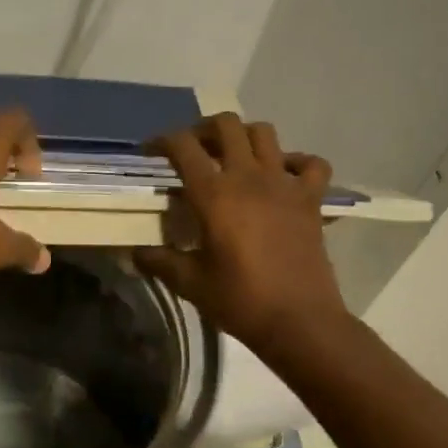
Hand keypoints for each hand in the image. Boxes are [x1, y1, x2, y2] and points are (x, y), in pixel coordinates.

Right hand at [134, 113, 347, 351]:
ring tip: (233, 157)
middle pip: (226, 125)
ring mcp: (285, 184)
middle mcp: (249, 178)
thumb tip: (135, 253)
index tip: (151, 152)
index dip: (163, 141)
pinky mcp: (311, 200)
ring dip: (244, 137)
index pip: (183, 147)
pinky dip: (296, 161)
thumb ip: (160, 261)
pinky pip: (311, 164)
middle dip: (204, 129)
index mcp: (214, 195)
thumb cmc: (240, 301)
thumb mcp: (190, 283)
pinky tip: (283, 175)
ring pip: (265, 133)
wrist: (299, 321)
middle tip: (193, 149)